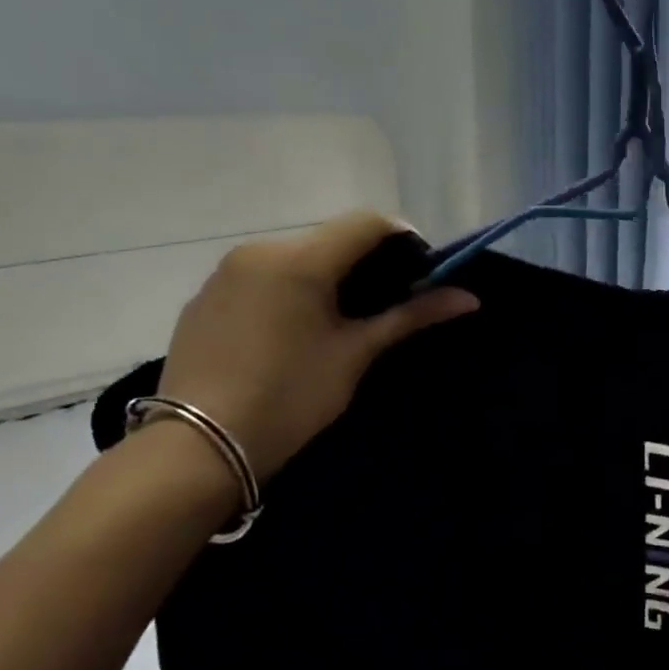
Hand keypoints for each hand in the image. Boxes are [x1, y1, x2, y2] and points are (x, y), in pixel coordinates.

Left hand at [155, 213, 477, 479]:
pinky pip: (261, 277)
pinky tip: (292, 334)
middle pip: (330, 238)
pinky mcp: (204, 297)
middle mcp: (259, 250)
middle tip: (386, 305)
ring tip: (339, 323)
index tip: (421, 275)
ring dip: (327, 276)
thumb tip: (469, 298)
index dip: (404, 240)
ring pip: (295, 256)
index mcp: (300, 259)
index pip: (366, 222)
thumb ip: (410, 316)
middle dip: (366, 262)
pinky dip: (289, 290)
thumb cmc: (291, 397)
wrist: (199, 447)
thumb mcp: (356, 354)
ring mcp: (225, 272)